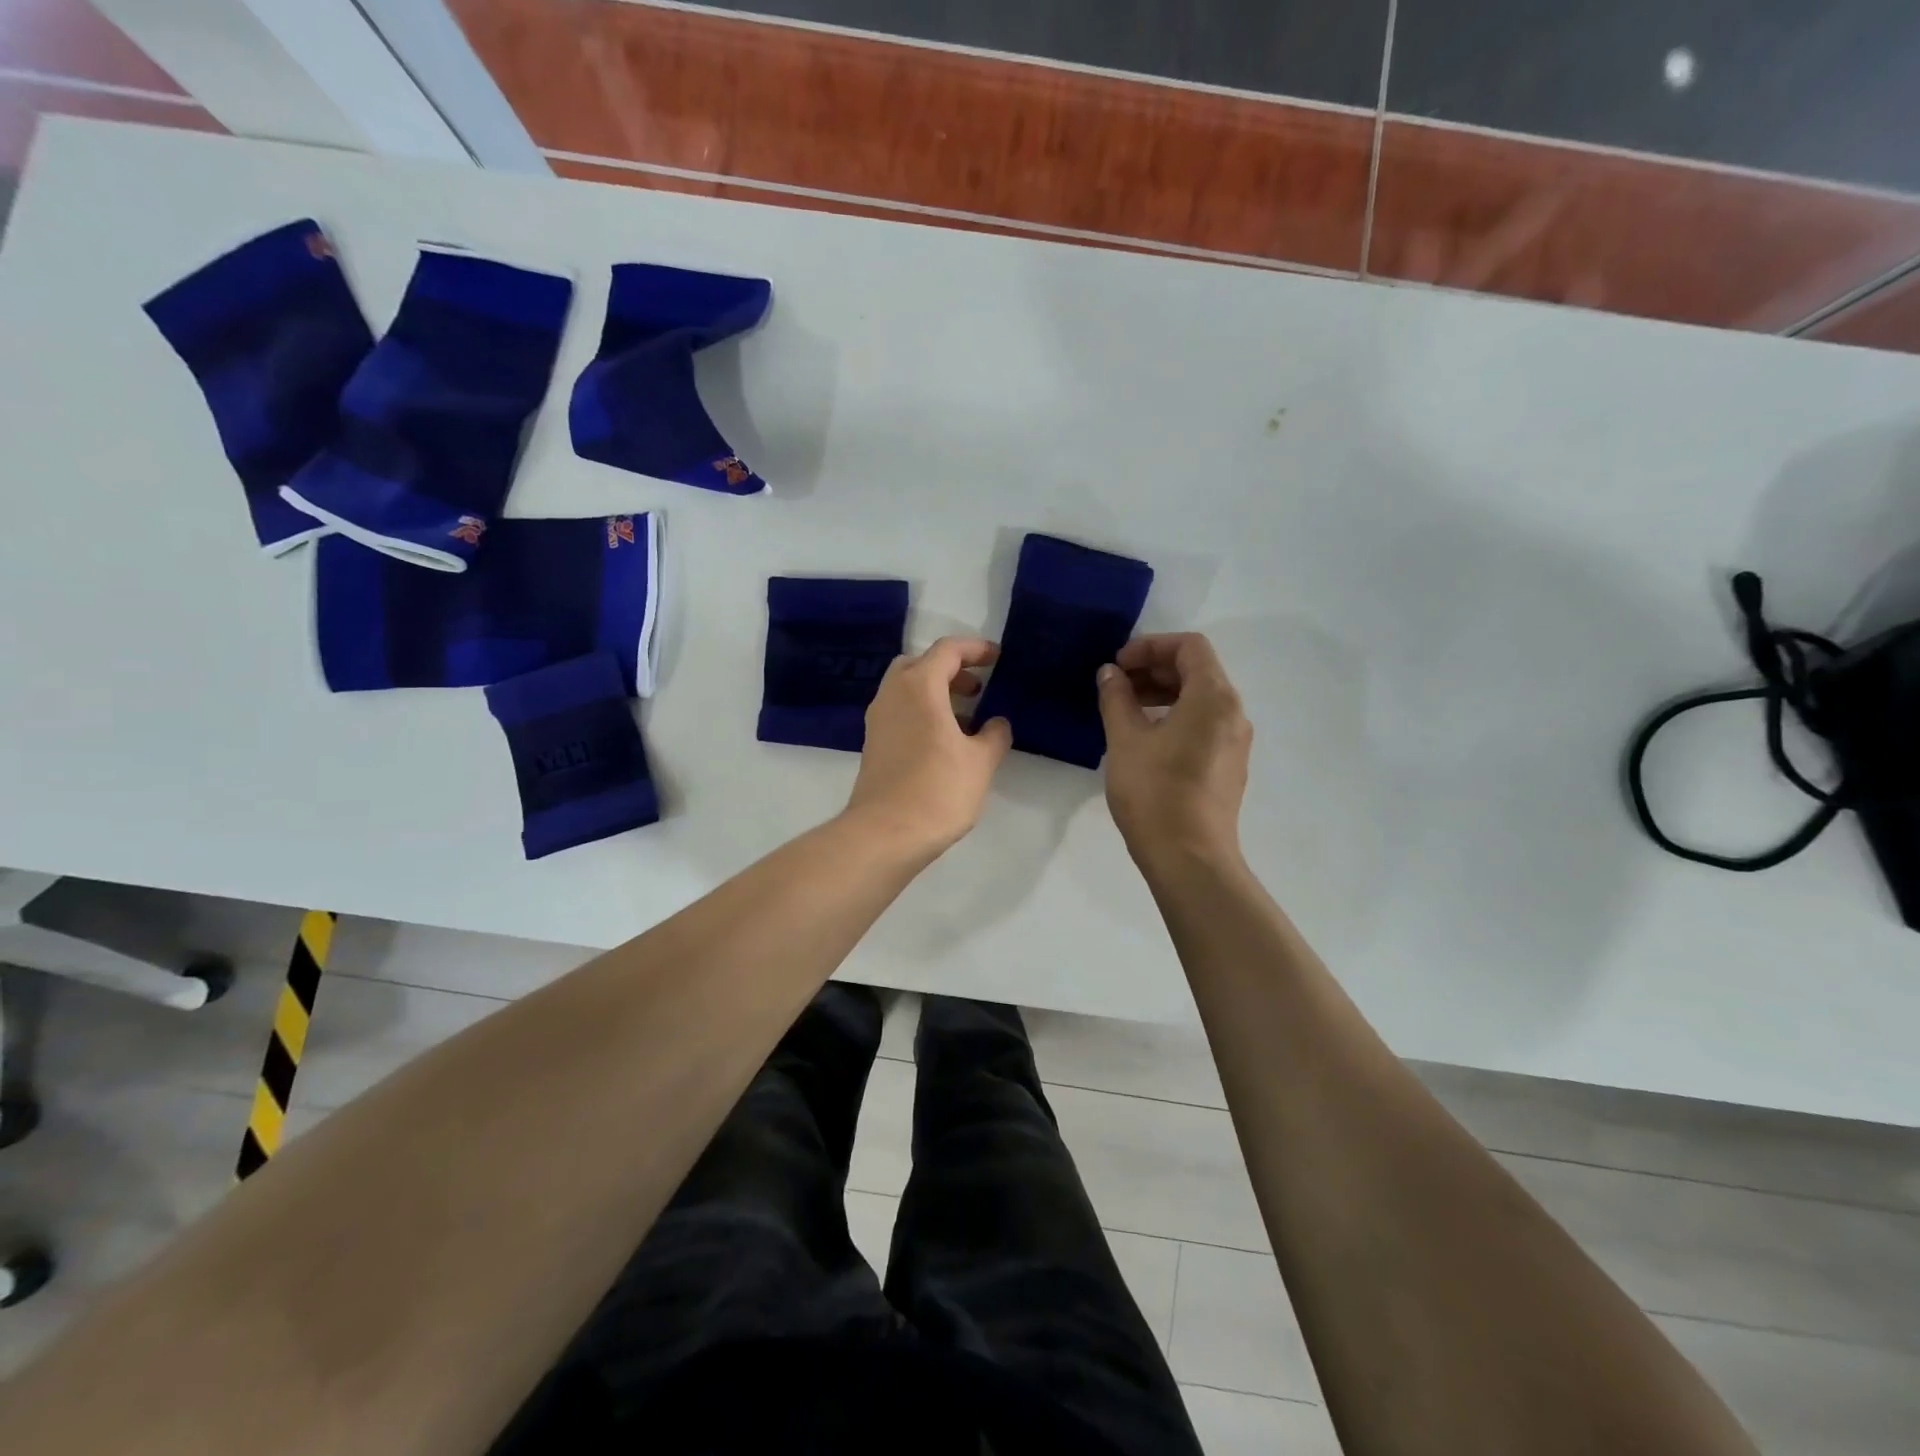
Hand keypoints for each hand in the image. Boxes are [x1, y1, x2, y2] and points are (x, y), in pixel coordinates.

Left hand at [846, 636, 1012, 854]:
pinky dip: (922, 711)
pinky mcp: (873, 744)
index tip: (997, 658)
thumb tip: (997, 723)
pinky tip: (944, 740)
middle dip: (951, 669)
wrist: (886, 833)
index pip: (947, 650)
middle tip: (978, 686)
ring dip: (936, 692)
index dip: (975, 649)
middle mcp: (892, 694)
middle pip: (920, 664)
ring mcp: (878, 720)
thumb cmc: (938, 790)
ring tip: (967, 716)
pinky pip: (900, 711)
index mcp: (919, 687)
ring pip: (907, 688)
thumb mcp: (980, 762)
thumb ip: (994, 735)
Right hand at [1098, 633, 1252, 869]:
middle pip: (1198, 670)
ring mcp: (1235, 742)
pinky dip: (1175, 717)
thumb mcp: (1126, 740)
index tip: (1118, 664)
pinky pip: (1204, 724)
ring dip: (1163, 693)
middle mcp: (1233, 713)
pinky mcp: (1228, 766)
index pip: (1190, 647)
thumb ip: (1117, 698)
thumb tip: (1110, 673)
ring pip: (1201, 699)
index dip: (1151, 646)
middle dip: (1155, 669)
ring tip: (1125, 710)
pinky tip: (1145, 738)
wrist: (1189, 858)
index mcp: (1214, 698)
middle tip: (1116, 684)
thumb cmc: (1155, 792)